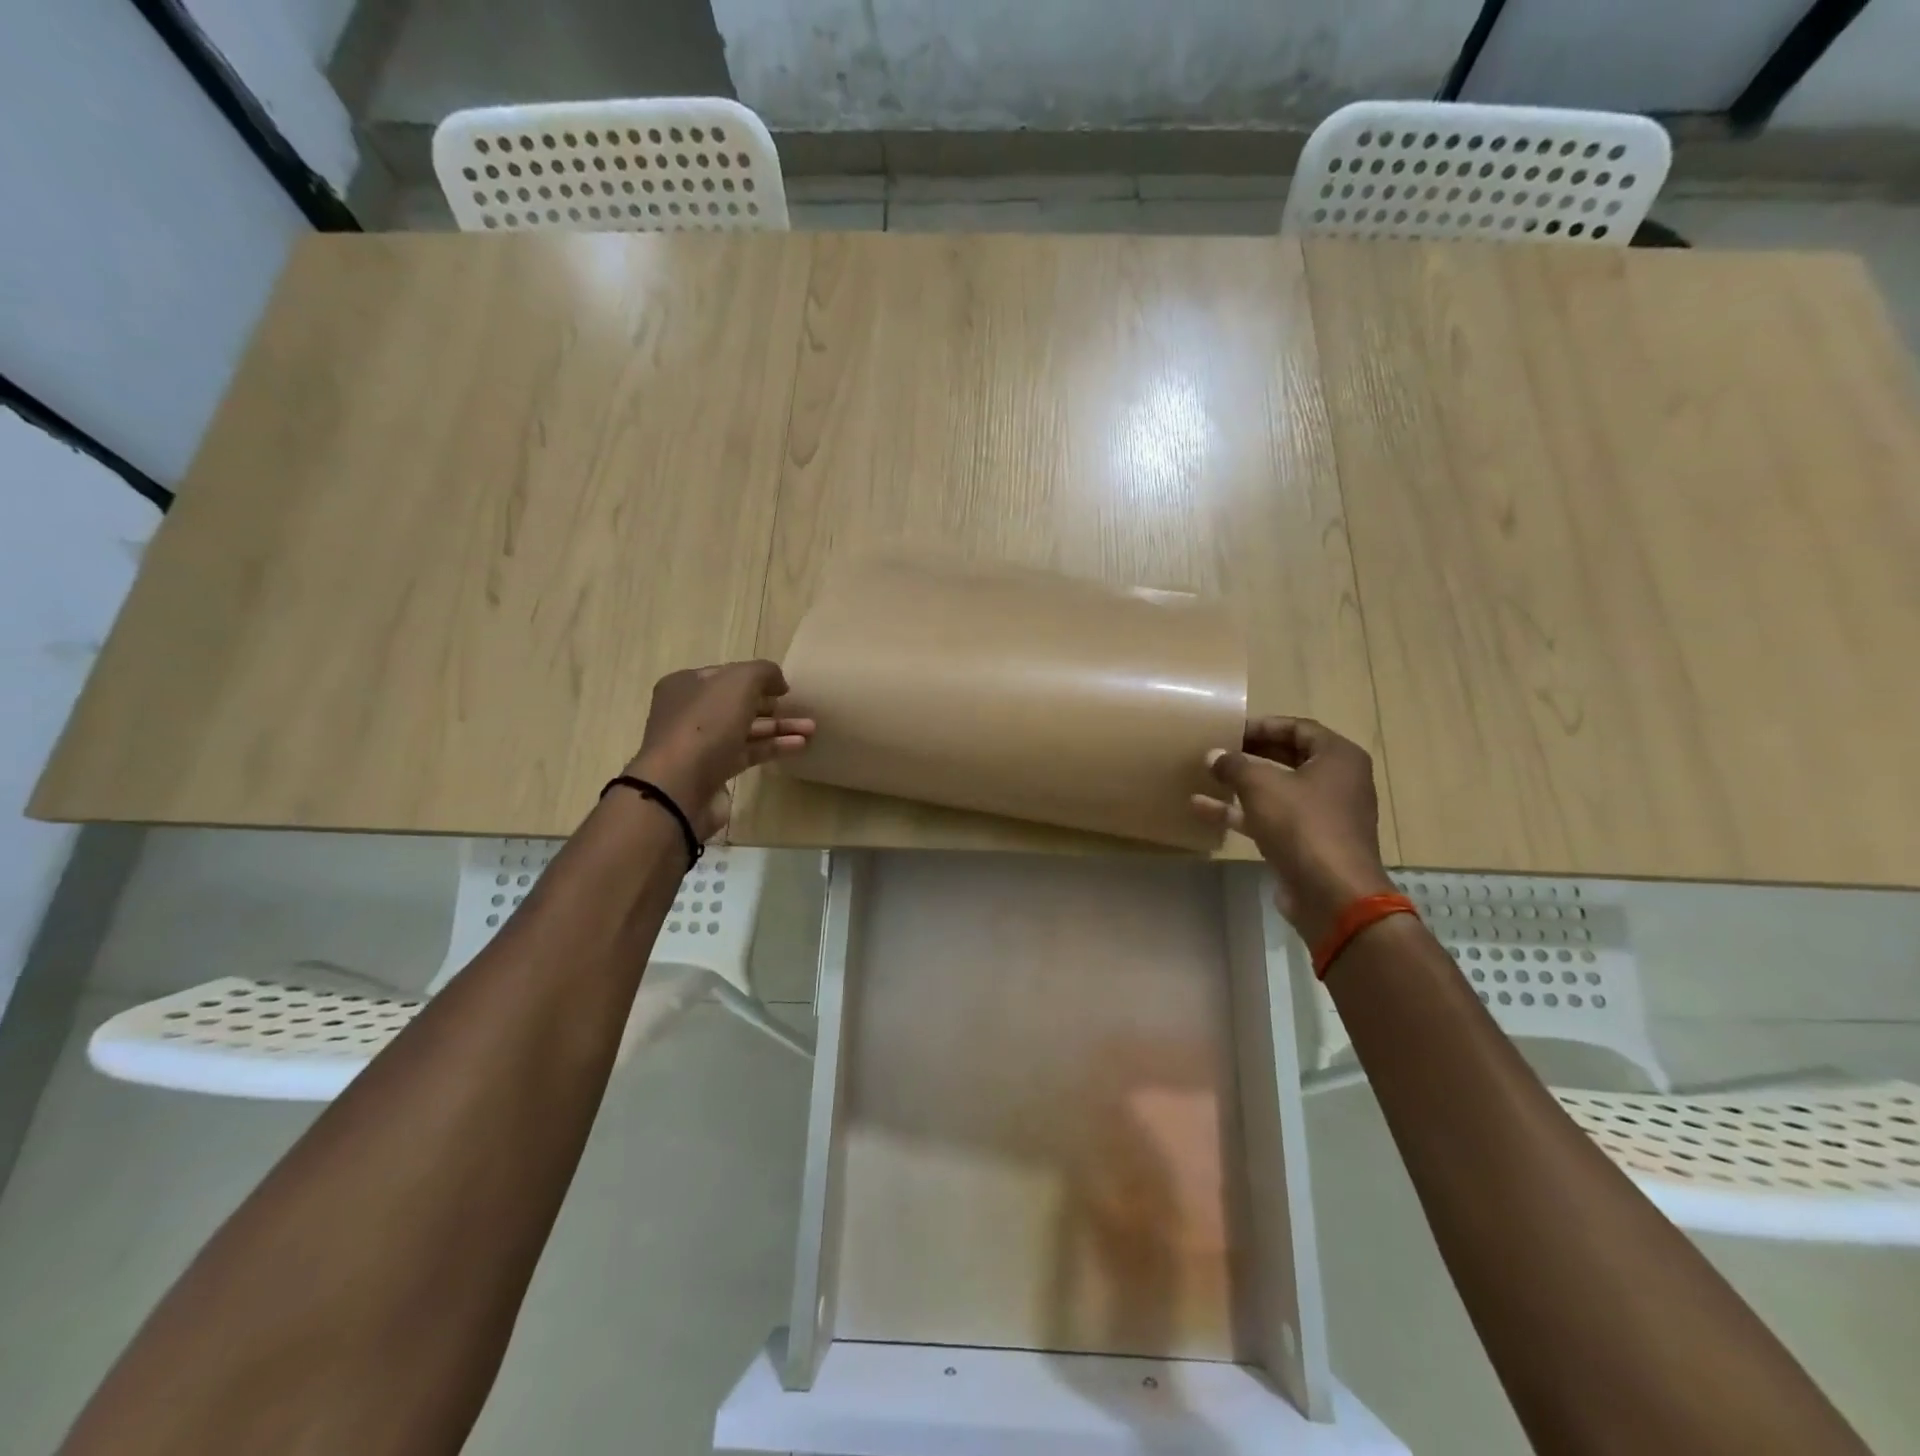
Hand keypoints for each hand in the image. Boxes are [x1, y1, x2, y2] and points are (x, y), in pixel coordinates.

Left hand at [625, 661, 813, 840]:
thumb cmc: (706, 724)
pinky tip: (800, 745)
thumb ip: (763, 672)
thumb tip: (778, 682)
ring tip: (811, 728)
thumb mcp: (739, 682)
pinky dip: (773, 747)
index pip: (726, 674)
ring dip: (778, 727)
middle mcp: (689, 712)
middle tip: (797, 707)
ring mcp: (700, 744)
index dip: (756, 677)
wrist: (679, 788)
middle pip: (737, 703)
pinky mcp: (714, 772)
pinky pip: (748, 753)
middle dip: (770, 704)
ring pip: (745, 729)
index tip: (784, 686)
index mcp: (686, 685)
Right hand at [1192, 717, 1393, 943]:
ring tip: (1205, 775)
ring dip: (1241, 785)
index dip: (1263, 725)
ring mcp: (1323, 815)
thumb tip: (1213, 755)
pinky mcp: (1307, 844)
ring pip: (1277, 791)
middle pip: (1289, 758)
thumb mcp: (1261, 786)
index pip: (1298, 728)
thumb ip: (1234, 765)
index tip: (1230, 728)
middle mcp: (1337, 782)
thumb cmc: (1303, 825)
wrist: (1332, 894)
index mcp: (1338, 758)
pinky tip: (1203, 809)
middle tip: (1218, 748)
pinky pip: (1271, 819)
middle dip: (1251, 753)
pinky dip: (1241, 814)